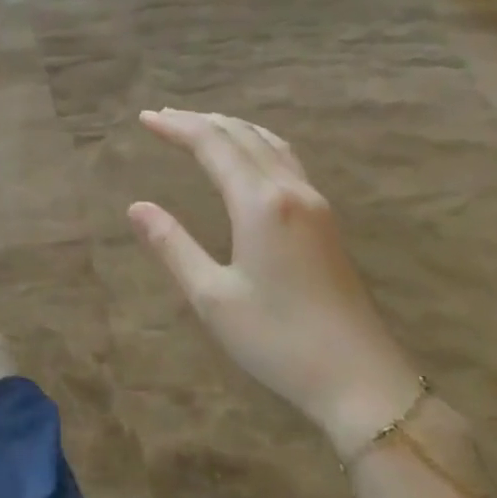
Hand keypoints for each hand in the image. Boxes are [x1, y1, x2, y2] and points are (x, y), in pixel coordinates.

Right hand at [129, 109, 417, 457]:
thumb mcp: (211, 296)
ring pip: (271, 145)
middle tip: (162, 117)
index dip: (177, 128)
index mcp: (261, 204)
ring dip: (231, 129)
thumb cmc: (277, 340)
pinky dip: (257, 145)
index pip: (213, 146)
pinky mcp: (326, 224)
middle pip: (243, 137)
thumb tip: (136, 207)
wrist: (359, 380)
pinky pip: (287, 162)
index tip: (145, 118)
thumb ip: (172, 245)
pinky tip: (249, 157)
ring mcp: (315, 206)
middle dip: (200, 122)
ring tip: (199, 126)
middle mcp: (291, 192)